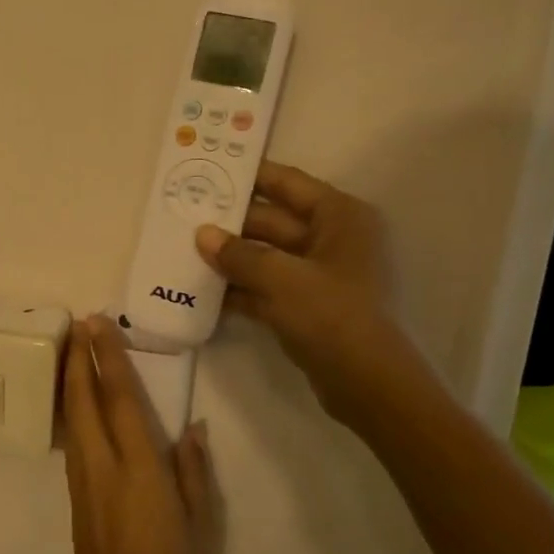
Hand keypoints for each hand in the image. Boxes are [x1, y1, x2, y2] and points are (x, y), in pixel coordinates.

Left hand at [61, 317, 222, 553]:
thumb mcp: (203, 527)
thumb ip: (194, 473)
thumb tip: (192, 429)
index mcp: (140, 471)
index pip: (119, 400)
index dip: (107, 358)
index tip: (98, 324)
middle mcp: (103, 469)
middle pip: (84, 402)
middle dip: (78, 359)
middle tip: (78, 323)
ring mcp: (83, 486)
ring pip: (72, 421)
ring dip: (71, 382)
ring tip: (73, 351)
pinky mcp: (75, 503)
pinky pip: (72, 443)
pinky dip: (72, 413)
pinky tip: (77, 405)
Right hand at [195, 161, 413, 433]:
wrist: (369, 383)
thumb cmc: (332, 314)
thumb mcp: (280, 278)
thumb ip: (238, 254)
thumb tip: (202, 234)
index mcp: (339, 217)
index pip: (287, 184)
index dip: (249, 176)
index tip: (209, 170)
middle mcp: (333, 239)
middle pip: (272, 221)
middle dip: (230, 224)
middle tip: (184, 217)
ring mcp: (321, 275)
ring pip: (267, 257)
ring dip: (231, 259)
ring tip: (184, 252)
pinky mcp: (309, 306)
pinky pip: (268, 287)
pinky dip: (241, 289)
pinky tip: (203, 291)